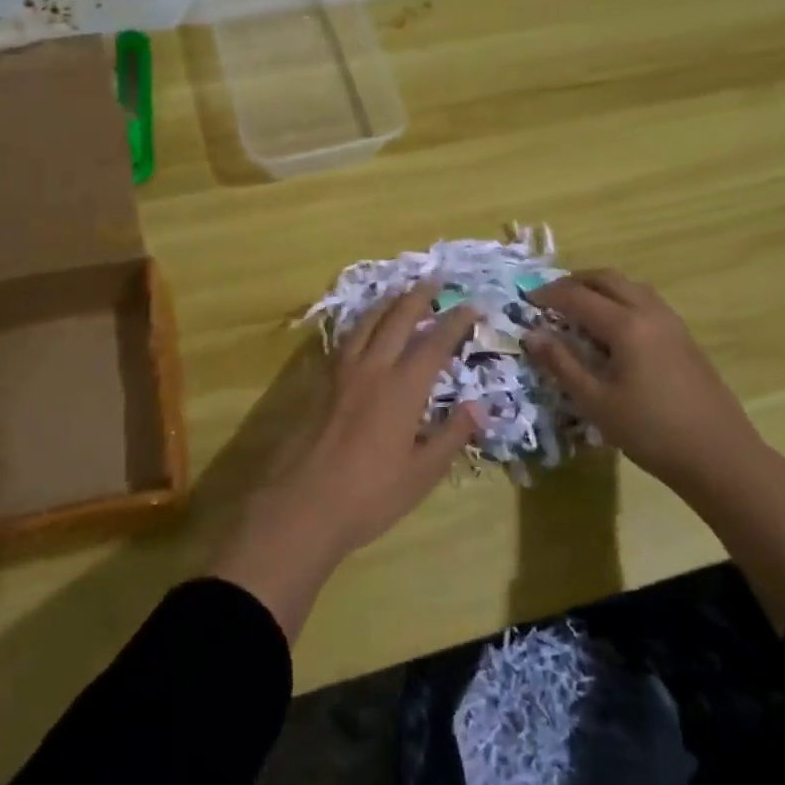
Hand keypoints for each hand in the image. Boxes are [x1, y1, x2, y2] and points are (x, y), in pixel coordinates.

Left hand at [211, 288, 478, 638]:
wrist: (304, 504)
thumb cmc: (370, 495)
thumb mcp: (422, 474)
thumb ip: (452, 435)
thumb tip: (479, 406)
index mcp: (403, 388)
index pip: (435, 342)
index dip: (455, 321)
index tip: (472, 306)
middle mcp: (373, 368)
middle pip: (398, 319)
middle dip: (419, 296)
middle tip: (435, 280)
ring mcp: (343, 371)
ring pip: (368, 322)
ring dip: (388, 302)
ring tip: (401, 292)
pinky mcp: (322, 381)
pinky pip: (347, 338)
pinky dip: (363, 322)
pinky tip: (365, 327)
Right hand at [524, 269, 763, 501]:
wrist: (720, 457)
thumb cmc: (651, 432)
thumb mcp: (596, 402)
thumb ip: (562, 364)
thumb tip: (532, 335)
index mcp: (626, 325)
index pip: (578, 297)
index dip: (548, 295)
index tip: (526, 301)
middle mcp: (649, 312)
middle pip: (607, 278)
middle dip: (574, 282)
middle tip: (550, 298)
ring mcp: (672, 322)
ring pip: (629, 286)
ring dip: (600, 288)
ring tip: (578, 309)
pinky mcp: (684, 337)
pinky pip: (645, 301)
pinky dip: (620, 300)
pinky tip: (612, 330)